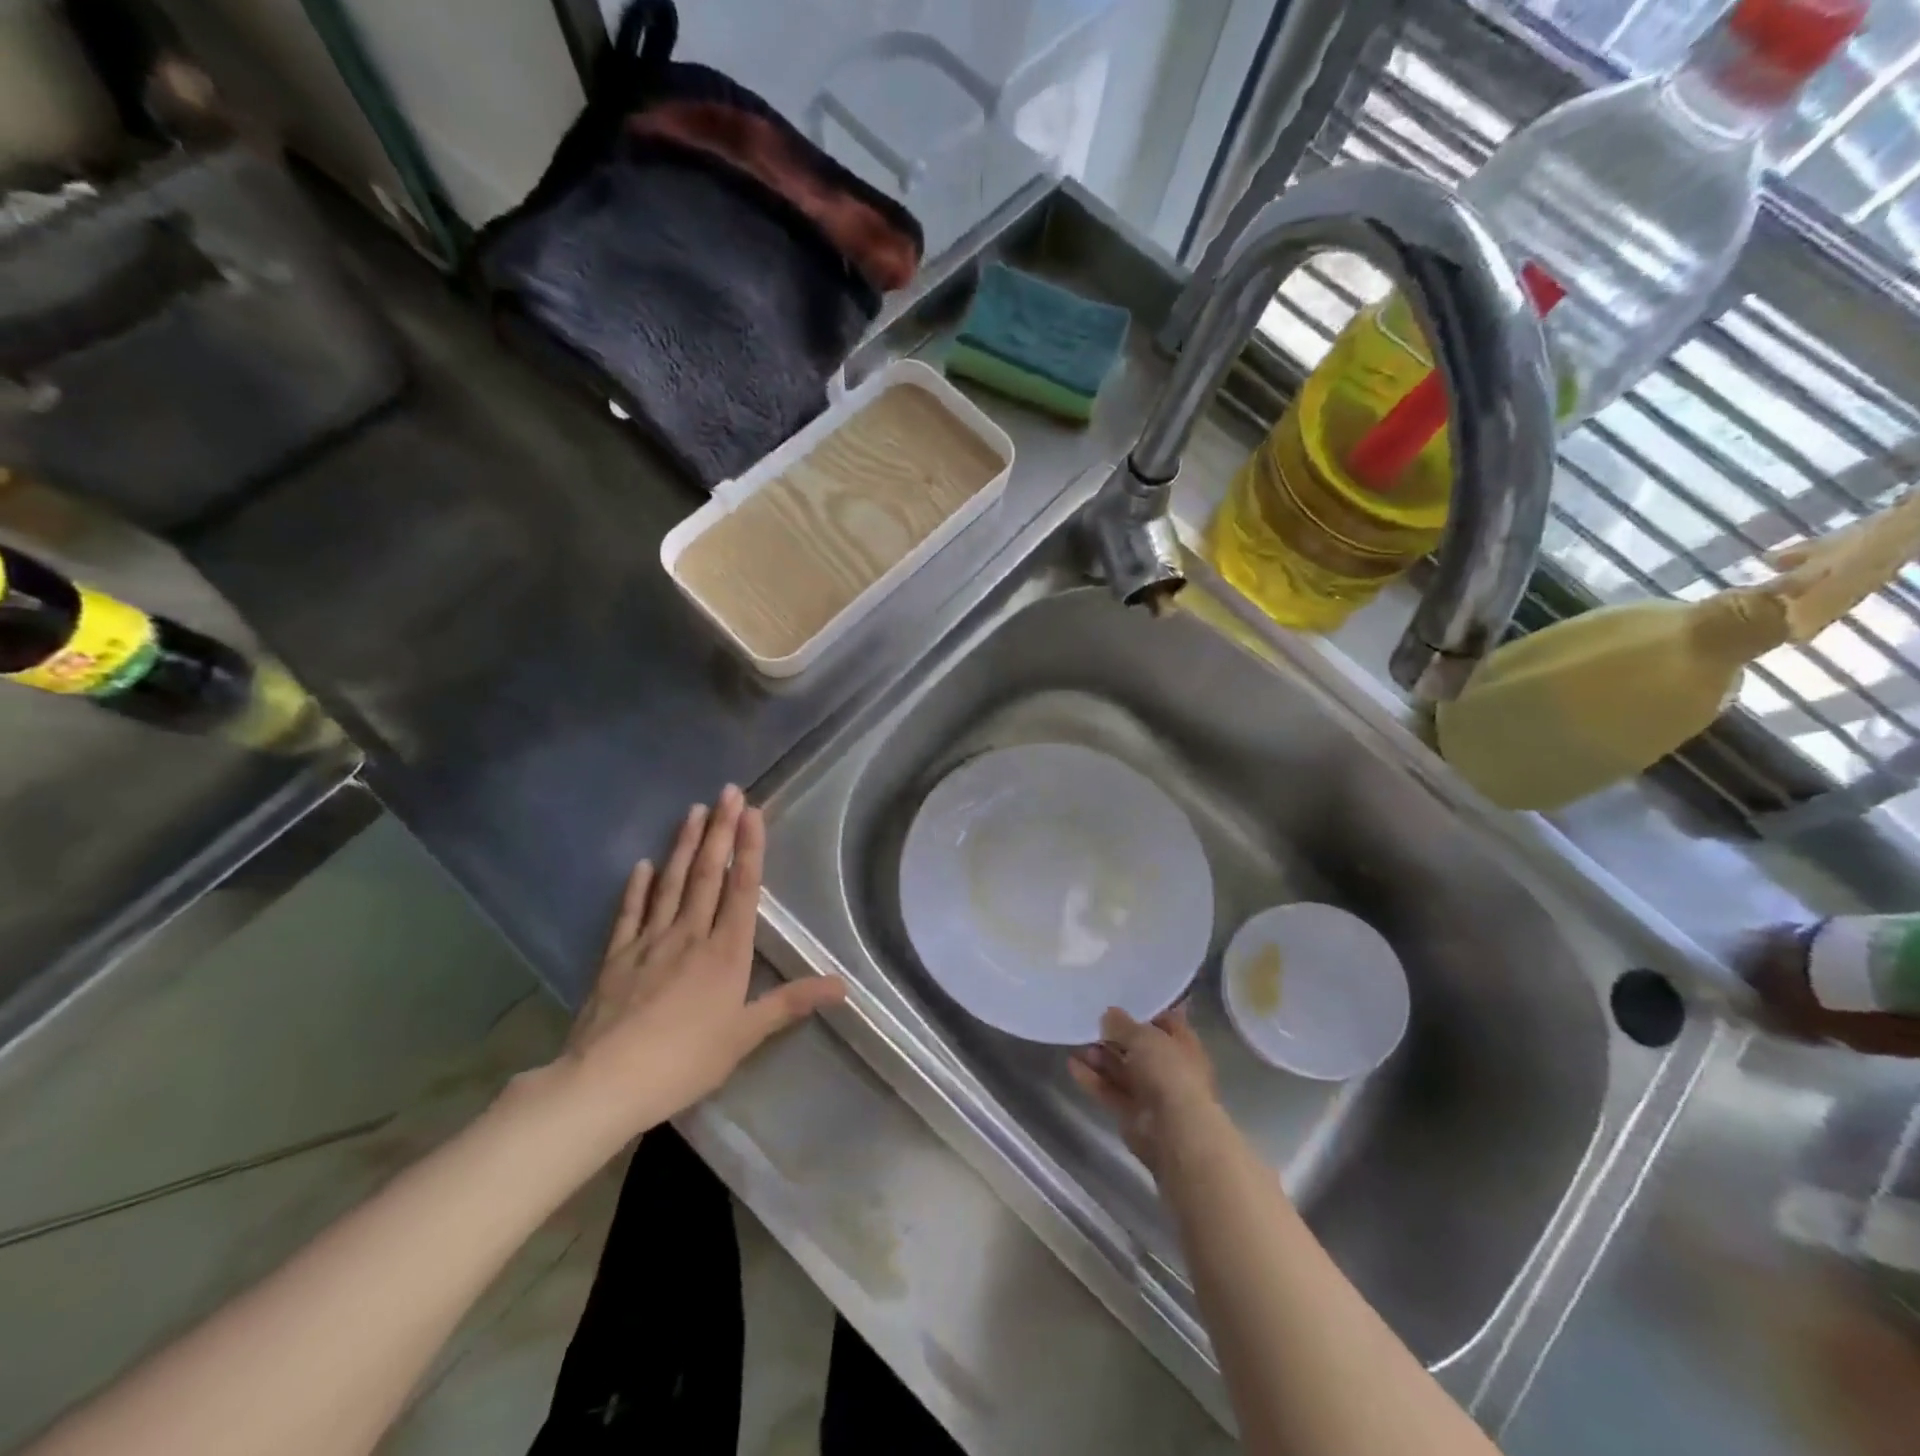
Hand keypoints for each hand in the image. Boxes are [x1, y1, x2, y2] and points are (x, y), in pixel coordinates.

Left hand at [543, 787, 845, 1142]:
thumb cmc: (685, 1060)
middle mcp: (690, 935)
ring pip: (671, 884)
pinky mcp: (617, 958)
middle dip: (720, 831)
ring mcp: (649, 942)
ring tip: (692, 810)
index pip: (742, 888)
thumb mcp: (745, 1036)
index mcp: (725, 952)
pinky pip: (630, 913)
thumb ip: (791, 1003)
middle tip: (727, 791)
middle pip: (708, 874)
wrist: (606, 1082)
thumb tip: (843, 986)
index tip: (752, 811)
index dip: (749, 848)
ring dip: (683, 846)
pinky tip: (642, 865)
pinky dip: (637, 887)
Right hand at [1069, 1005, 1223, 1176]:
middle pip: (1138, 1047)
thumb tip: (1108, 1015)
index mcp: (1182, 1044)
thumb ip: (1122, 1024)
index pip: (1164, 1021)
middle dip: (1114, 1036)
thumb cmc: (1170, 1072)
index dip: (1142, 1011)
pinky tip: (1072, 1065)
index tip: (1117, 999)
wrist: (1177, 1132)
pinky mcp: (1131, 1114)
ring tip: (1078, 1043)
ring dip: (1100, 1057)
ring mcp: (1150, 1093)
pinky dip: (1092, 1079)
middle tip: (1090, 1021)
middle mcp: (1168, 1067)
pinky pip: (1109, 1091)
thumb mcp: (1144, 1036)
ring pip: (1121, 1070)